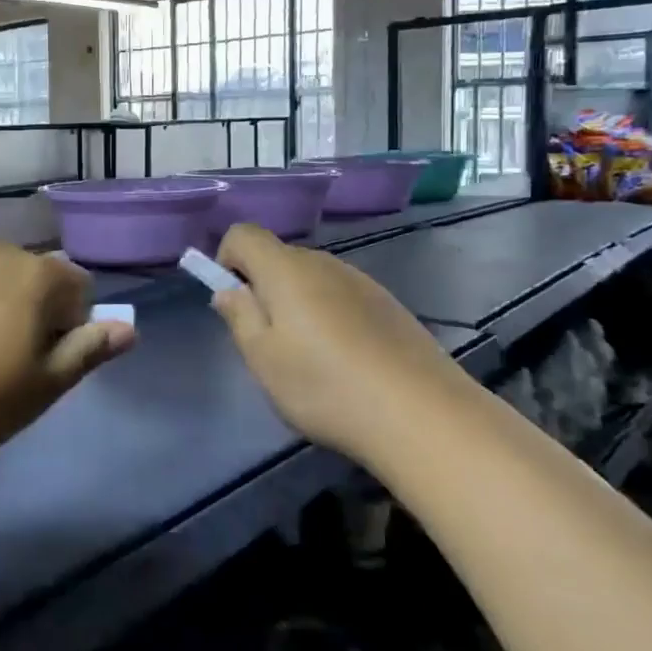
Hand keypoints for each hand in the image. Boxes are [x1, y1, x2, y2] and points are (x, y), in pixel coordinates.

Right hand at [209, 223, 469, 455]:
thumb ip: (239, 316)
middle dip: (263, 288)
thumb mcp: (263, 359)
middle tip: (268, 341)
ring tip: (310, 358)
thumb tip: (228, 290)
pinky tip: (347, 361)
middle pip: (279, 257)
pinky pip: (343, 296)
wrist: (423, 416)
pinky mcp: (389, 305)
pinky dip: (331, 316)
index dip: (228, 260)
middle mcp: (325, 263)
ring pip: (312, 278)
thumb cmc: (326, 386)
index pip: (243, 234)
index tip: (234, 303)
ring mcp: (362, 282)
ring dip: (298, 304)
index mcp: (286, 270)